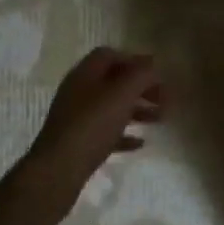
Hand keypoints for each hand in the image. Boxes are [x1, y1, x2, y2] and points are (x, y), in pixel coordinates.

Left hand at [22, 48, 164, 201]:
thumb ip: (141, 75)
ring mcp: (77, 118)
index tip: (157, 72)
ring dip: (137, 110)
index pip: (110, 55)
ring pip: (112, 107)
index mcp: (86, 73)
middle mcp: (79, 91)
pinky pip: (106, 132)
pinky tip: (140, 143)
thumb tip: (153, 66)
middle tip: (164, 98)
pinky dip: (124, 134)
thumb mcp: (123, 93)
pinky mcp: (78, 142)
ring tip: (159, 119)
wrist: (59, 168)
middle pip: (114, 82)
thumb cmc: (93, 124)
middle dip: (141, 87)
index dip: (135, 60)